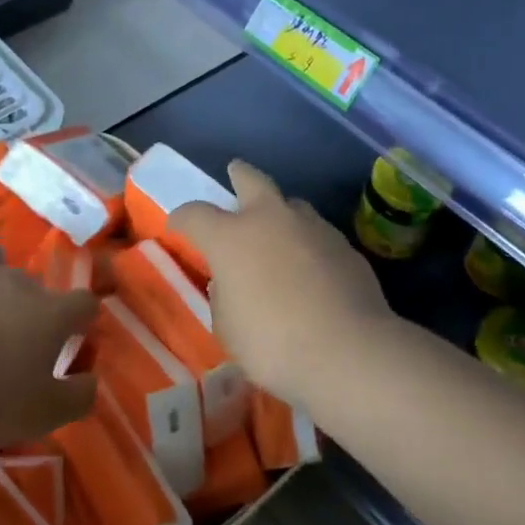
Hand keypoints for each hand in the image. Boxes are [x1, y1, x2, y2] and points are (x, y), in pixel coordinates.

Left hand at [0, 237, 98, 454]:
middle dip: (30, 303)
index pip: (84, 302)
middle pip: (34, 282)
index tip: (73, 334)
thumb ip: (79, 395)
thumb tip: (91, 380)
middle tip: (15, 335)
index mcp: (51, 314)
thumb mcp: (46, 414)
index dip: (82, 317)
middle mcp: (18, 282)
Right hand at [170, 161, 391, 409]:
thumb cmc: (271, 344)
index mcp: (230, 238)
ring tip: (277, 229)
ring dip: (280, 212)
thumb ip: (223, 296)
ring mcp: (312, 228)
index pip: (194, 214)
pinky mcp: (345, 247)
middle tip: (235, 172)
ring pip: (292, 205)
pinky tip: (310, 266)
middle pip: (252, 180)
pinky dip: (307, 242)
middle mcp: (270, 220)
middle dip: (240, 175)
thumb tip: (230, 282)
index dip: (181, 218)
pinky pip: (317, 234)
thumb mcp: (227, 327)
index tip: (176, 226)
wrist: (348, 352)